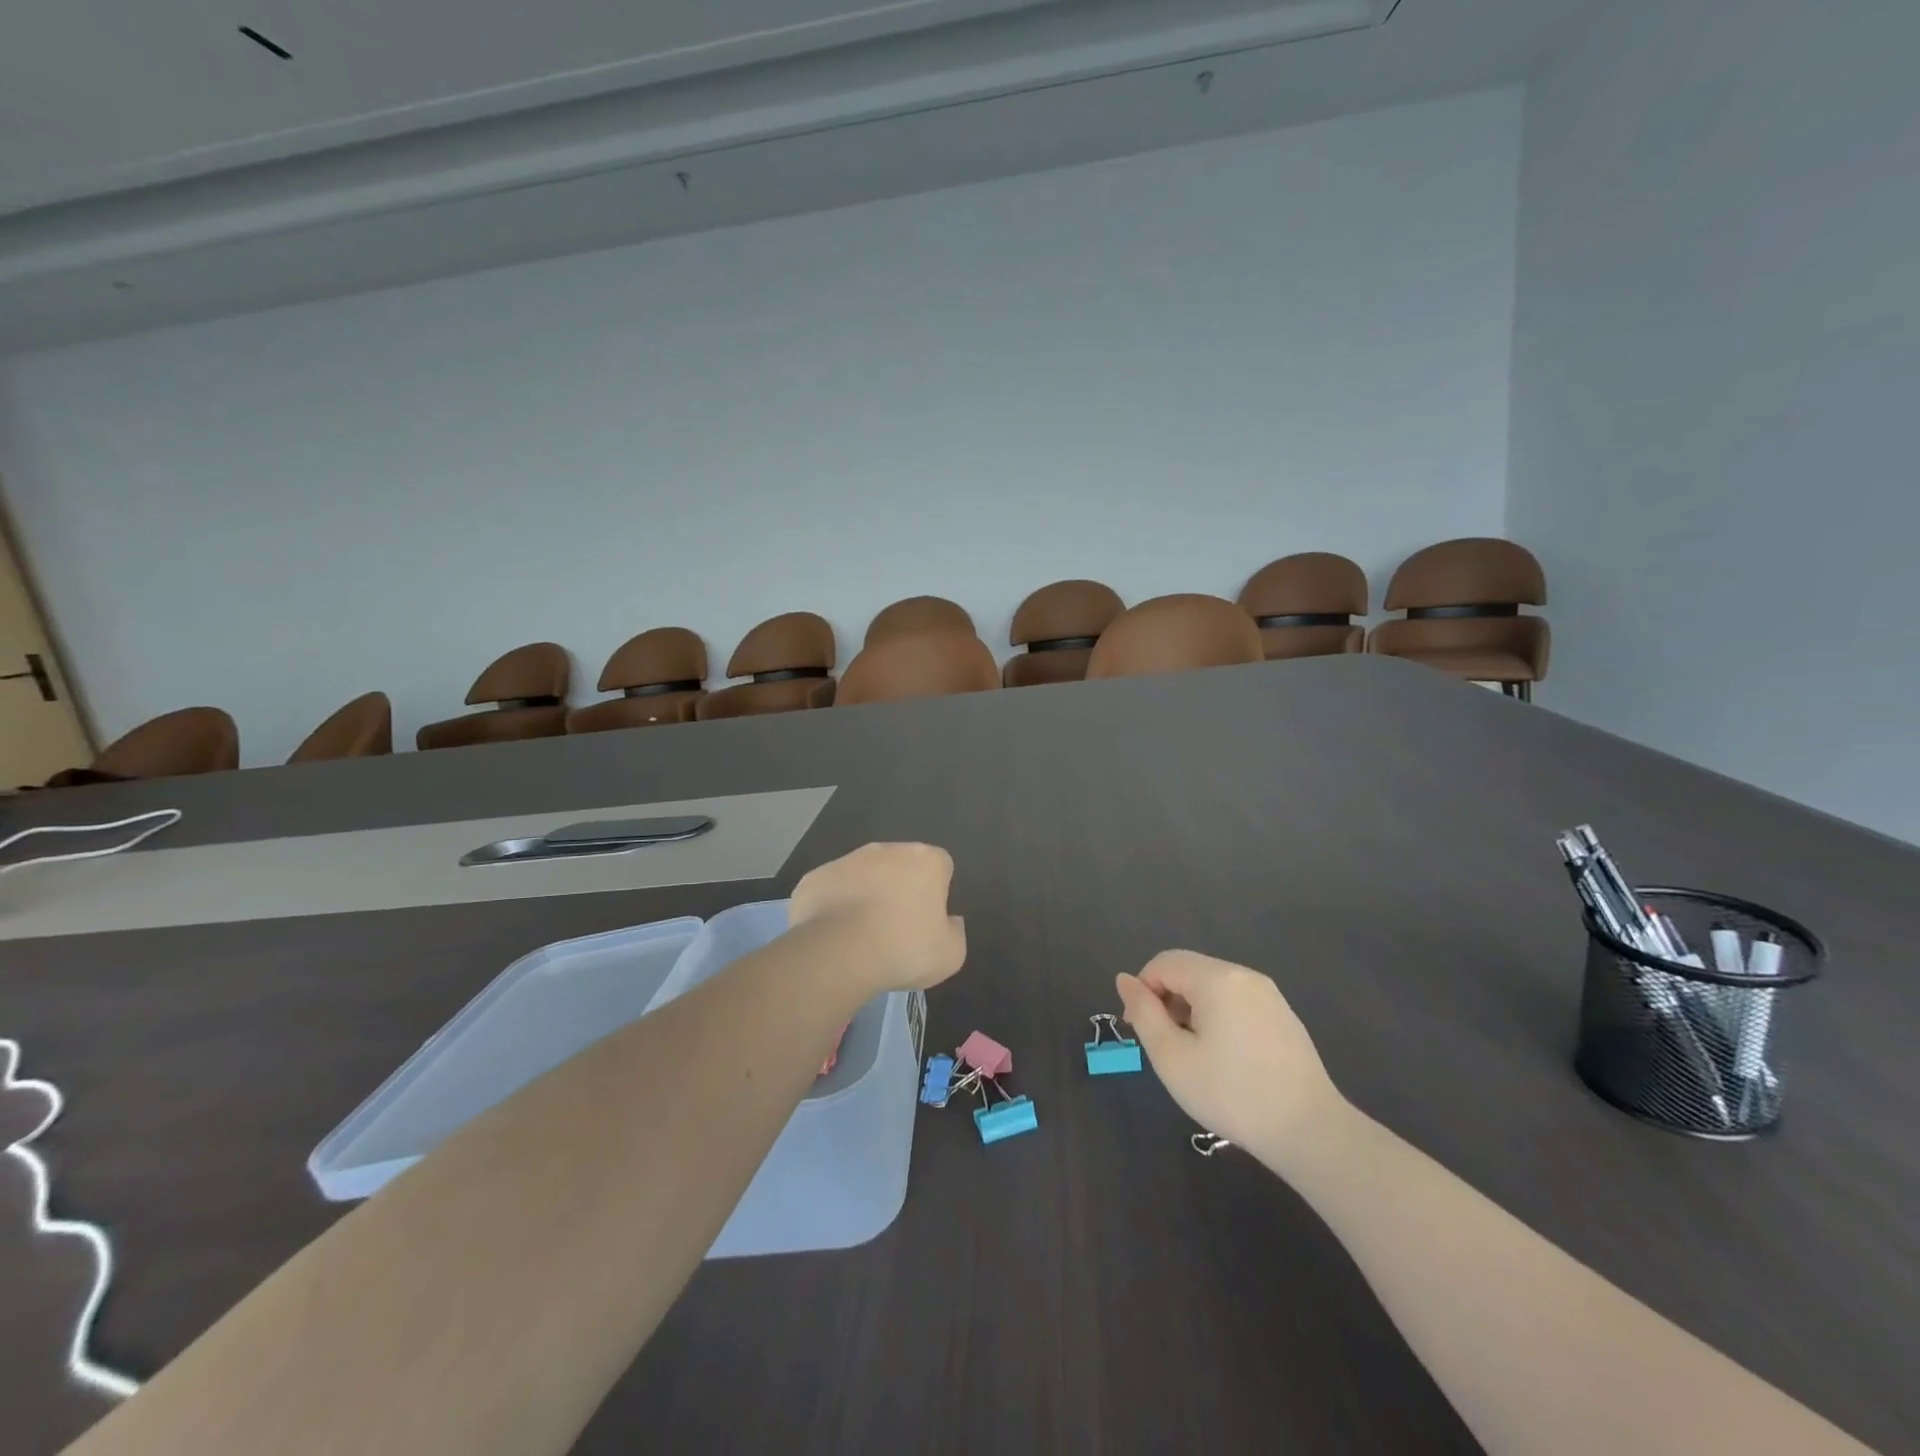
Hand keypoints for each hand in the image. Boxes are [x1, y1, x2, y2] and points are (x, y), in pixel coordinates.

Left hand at [789, 843, 966, 994]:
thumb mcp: (950, 955)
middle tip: (897, 928)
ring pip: (863, 875)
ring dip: (865, 895)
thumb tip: (950, 921)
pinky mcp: (815, 877)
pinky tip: (834, 935)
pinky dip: (834, 907)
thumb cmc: (904, 949)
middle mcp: (886, 850)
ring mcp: (846, 860)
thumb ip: (955, 932)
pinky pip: (832, 890)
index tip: (929, 920)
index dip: (937, 892)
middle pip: (900, 865)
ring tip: (862, 935)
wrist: (839, 953)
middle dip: (900, 888)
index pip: (940, 866)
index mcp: (925, 860)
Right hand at [1116, 950, 1343, 1164]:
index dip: (1142, 989)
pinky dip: (1217, 1017)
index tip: (1137, 1030)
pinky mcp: (1283, 1016)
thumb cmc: (1231, 1094)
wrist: (1310, 1131)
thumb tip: (1125, 979)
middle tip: (1162, 1045)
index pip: (1164, 963)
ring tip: (1191, 1054)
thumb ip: (1144, 1013)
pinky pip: (1236, 1001)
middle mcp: (1244, 975)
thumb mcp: (1172, 1057)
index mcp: (1216, 978)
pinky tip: (1223, 1058)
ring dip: (1190, 1009)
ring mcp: (1269, 995)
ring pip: (1213, 987)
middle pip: (1189, 971)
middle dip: (1166, 999)